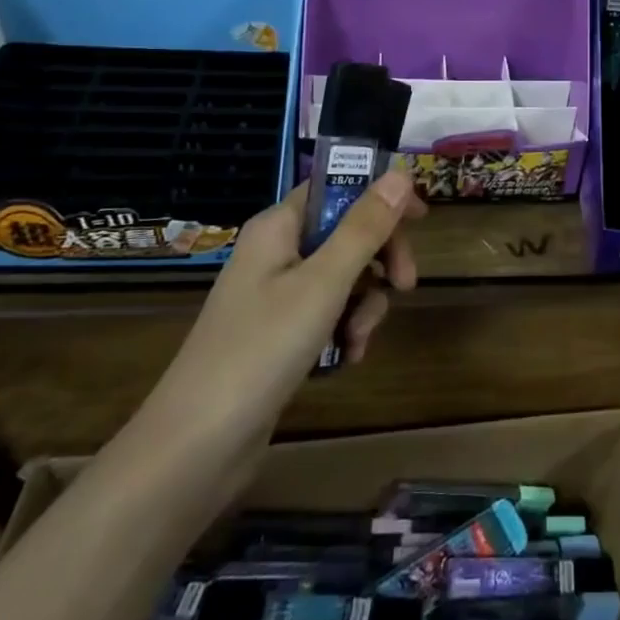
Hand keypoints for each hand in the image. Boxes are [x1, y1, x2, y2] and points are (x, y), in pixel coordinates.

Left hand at [155, 168, 424, 429]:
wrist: (197, 446)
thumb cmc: (262, 348)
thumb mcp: (324, 282)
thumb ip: (365, 227)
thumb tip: (401, 174)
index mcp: (278, 227)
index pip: (336, 188)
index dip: (379, 196)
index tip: (421, 220)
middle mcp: (275, 253)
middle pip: (346, 234)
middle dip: (380, 260)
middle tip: (405, 285)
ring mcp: (275, 296)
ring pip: (343, 279)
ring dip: (364, 305)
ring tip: (357, 340)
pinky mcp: (279, 335)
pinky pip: (327, 315)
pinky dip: (344, 331)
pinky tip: (345, 359)